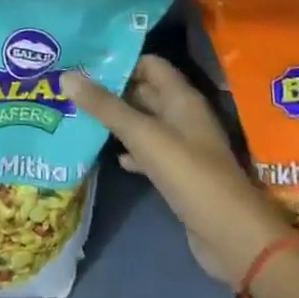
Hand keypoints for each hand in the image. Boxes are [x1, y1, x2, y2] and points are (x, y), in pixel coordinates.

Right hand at [62, 55, 287, 286]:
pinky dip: (127, 150)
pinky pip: (147, 151)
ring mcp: (182, 146)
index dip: (120, 60)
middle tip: (71, 86)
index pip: (149, 64)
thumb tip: (67, 76)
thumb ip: (106, 107)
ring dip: (115, 119)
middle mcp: (182, 116)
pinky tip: (106, 155)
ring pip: (143, 122)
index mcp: (182, 98)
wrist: (232, 237)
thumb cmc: (190, 175)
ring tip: (77, 115)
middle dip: (110, 89)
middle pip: (144, 91)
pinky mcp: (177, 173)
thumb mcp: (144, 136)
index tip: (85, 60)